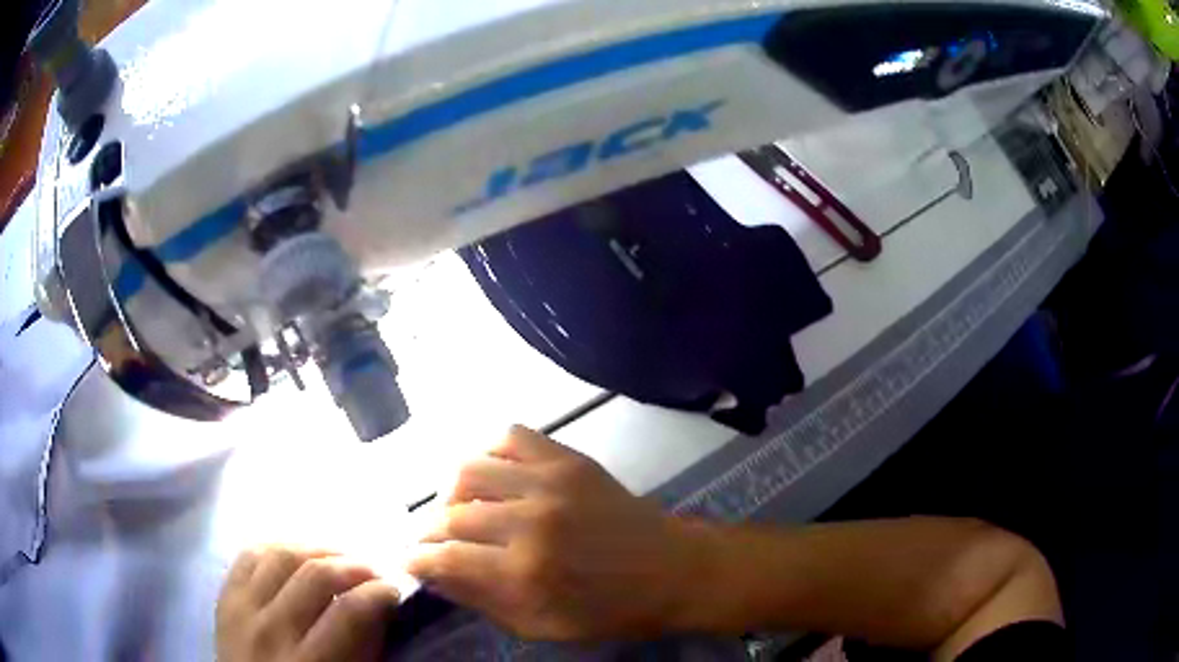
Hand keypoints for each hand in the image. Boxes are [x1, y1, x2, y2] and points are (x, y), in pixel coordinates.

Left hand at [216, 546, 399, 661]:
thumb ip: (362, 650)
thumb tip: (380, 608)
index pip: (348, 612)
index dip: (378, 593)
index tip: (396, 587)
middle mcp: (270, 630)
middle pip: (314, 574)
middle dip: (353, 564)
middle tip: (375, 567)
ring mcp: (241, 608)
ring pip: (280, 554)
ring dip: (317, 548)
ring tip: (340, 555)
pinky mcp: (225, 595)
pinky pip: (249, 554)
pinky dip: (277, 547)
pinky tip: (297, 553)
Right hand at [406, 426, 702, 641]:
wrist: (673, 570)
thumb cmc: (611, 611)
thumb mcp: (543, 626)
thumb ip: (483, 601)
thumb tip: (435, 576)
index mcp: (525, 572)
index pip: (445, 556)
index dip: (417, 558)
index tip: (410, 560)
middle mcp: (530, 520)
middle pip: (450, 514)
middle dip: (430, 531)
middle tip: (434, 542)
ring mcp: (551, 481)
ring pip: (468, 470)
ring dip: (451, 493)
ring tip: (460, 510)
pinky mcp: (569, 458)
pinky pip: (509, 436)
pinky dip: (489, 453)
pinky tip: (491, 476)